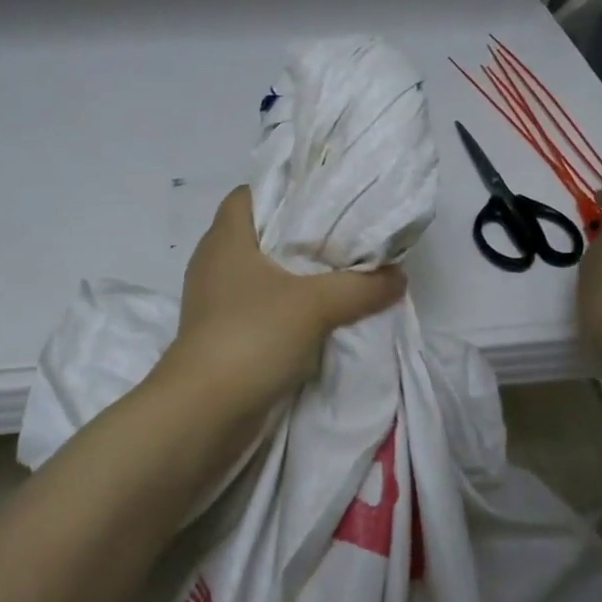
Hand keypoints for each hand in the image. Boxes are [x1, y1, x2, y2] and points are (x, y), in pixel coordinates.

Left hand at [162, 187, 406, 412]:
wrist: (204, 412)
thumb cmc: (252, 337)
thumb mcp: (316, 305)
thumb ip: (361, 286)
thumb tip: (397, 275)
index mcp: (225, 238)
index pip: (249, 194)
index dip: (284, 189)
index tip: (324, 198)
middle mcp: (214, 262)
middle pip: (259, 233)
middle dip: (300, 234)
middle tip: (344, 236)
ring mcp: (213, 300)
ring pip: (260, 273)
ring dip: (294, 275)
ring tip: (338, 275)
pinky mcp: (219, 333)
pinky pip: (258, 306)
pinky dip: (285, 307)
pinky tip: (317, 317)